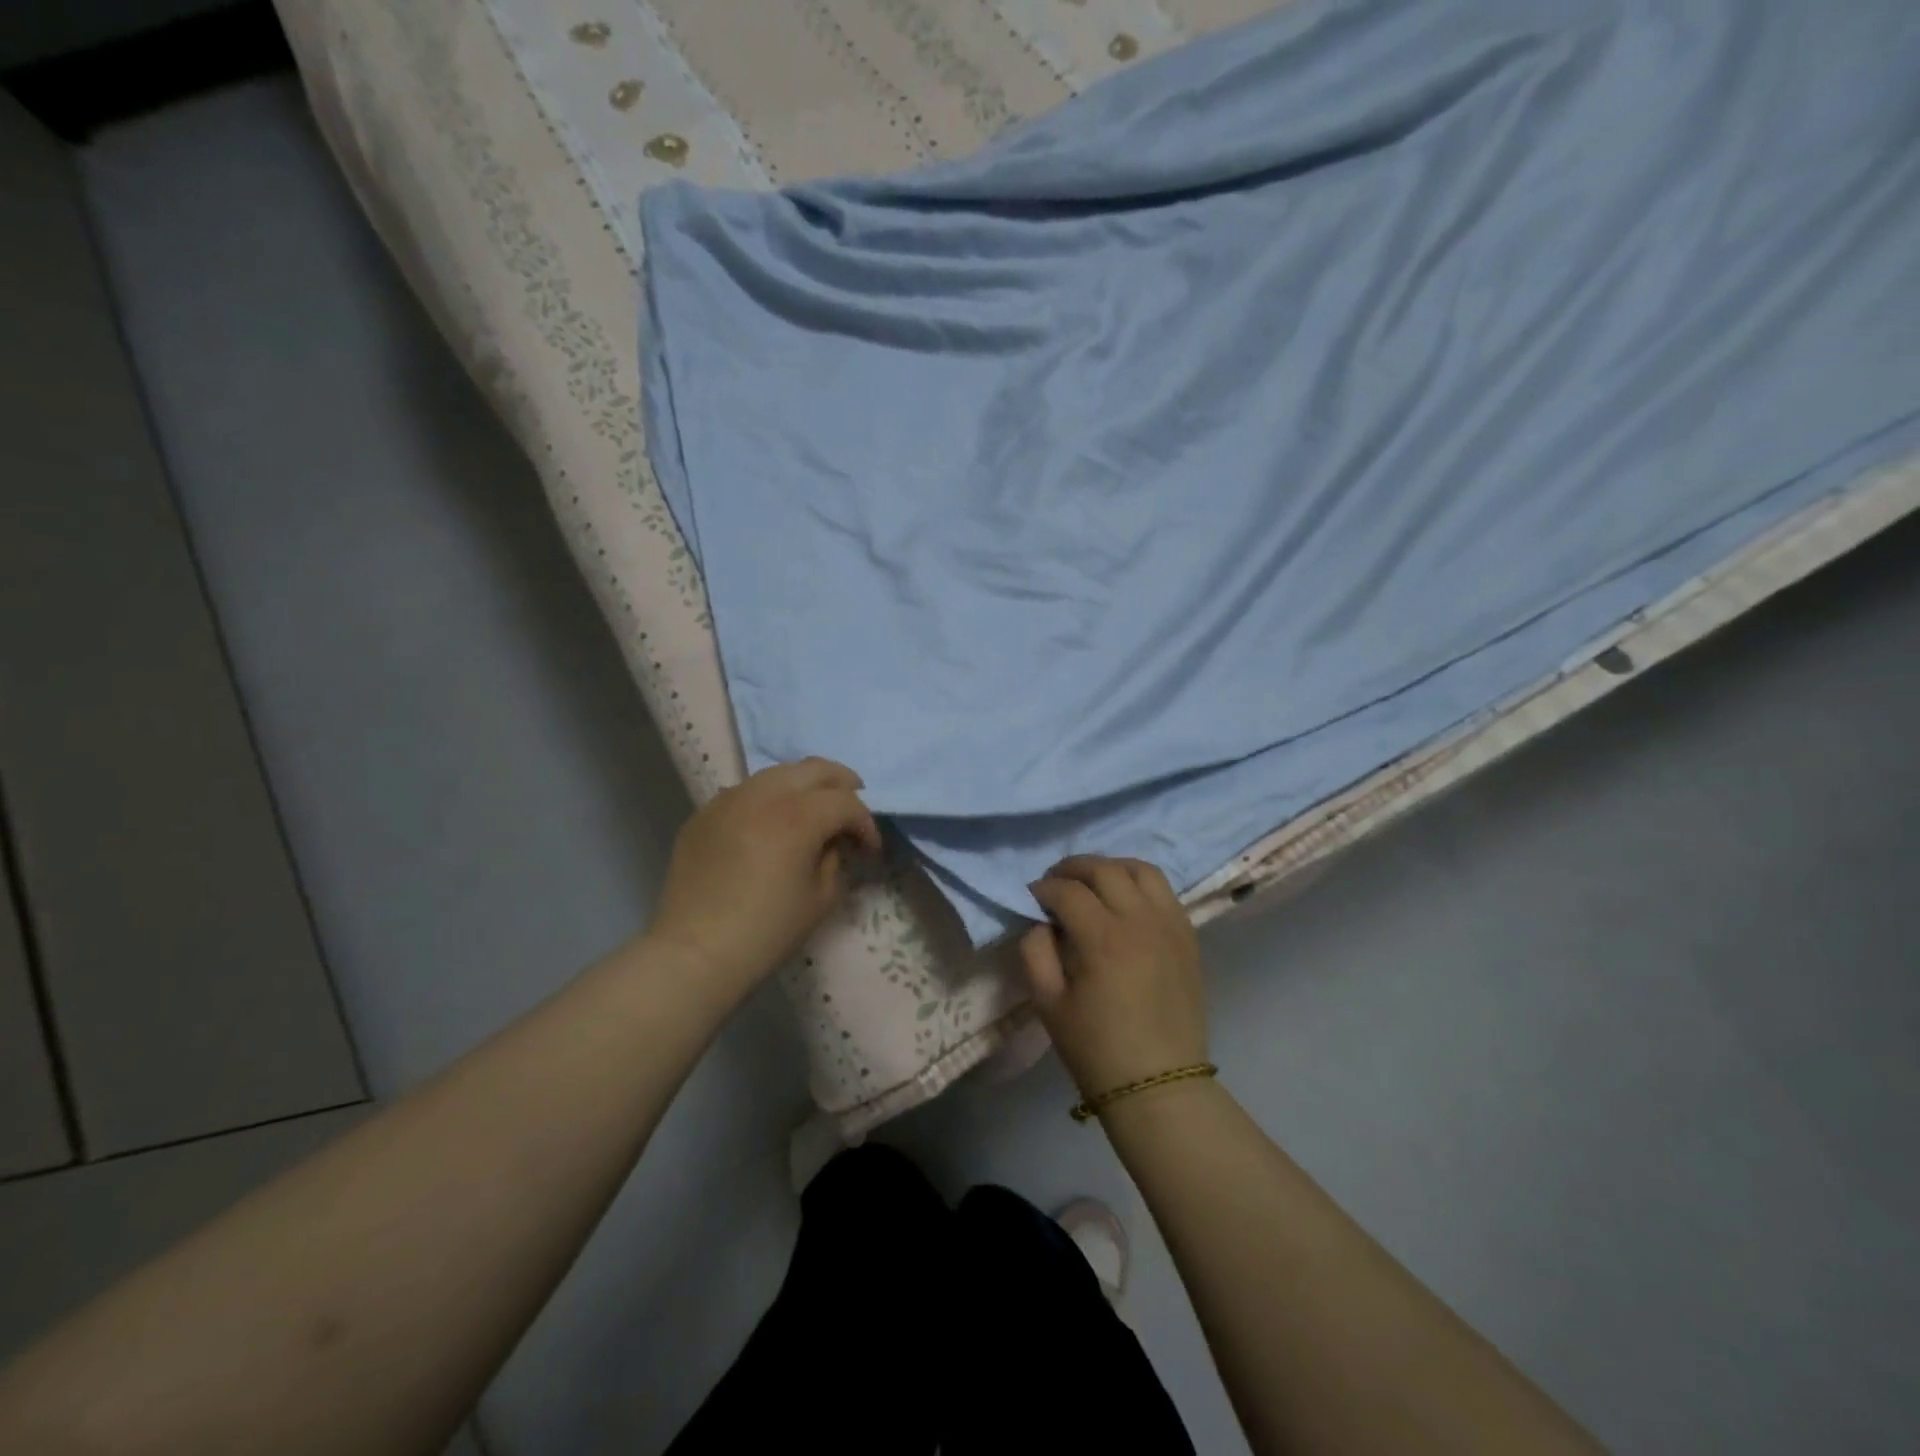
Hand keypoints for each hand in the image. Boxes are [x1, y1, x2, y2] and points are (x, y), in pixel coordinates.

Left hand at [650, 758, 881, 997]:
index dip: (865, 824)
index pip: (846, 802)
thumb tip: (832, 842)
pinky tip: (769, 828)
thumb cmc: (767, 931)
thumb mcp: (821, 898)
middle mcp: (763, 795)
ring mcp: (729, 799)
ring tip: (811, 813)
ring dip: (803, 788)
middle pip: (815, 769)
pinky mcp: (705, 813)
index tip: (869, 850)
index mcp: (798, 816)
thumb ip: (835, 859)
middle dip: (842, 785)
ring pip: (778, 774)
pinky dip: (768, 801)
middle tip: (850, 810)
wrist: (695, 952)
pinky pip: (746, 793)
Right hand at [1020, 856, 1206, 1100]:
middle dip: (1073, 868)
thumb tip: (1041, 921)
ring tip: (1093, 882)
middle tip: (1056, 882)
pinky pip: (1165, 891)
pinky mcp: (1188, 936)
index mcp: (1103, 939)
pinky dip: (1140, 884)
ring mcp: (1170, 925)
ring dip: (1111, 867)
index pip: (1067, 891)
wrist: (1158, 1084)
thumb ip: (1035, 951)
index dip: (1043, 888)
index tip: (1031, 896)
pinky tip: (1125, 901)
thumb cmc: (1096, 1048)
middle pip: (1104, 869)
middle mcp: (1140, 920)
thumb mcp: (1048, 1003)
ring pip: (1141, 869)